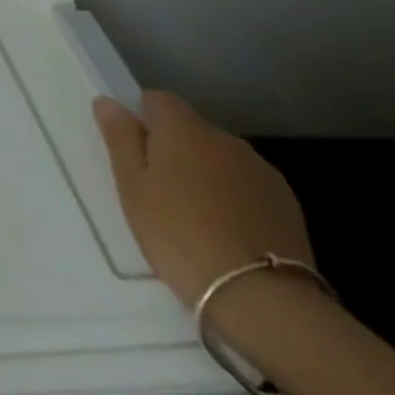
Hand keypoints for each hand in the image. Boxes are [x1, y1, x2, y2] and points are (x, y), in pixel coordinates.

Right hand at [94, 90, 313, 309]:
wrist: (258, 294)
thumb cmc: (175, 231)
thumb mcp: (131, 185)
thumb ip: (120, 138)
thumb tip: (108, 102)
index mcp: (184, 130)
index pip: (158, 99)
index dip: (141, 117)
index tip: (132, 150)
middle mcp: (226, 140)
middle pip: (190, 128)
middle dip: (172, 147)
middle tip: (154, 187)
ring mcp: (262, 171)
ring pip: (219, 157)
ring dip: (203, 171)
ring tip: (190, 212)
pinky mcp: (286, 203)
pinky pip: (245, 183)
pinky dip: (230, 195)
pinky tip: (223, 227)